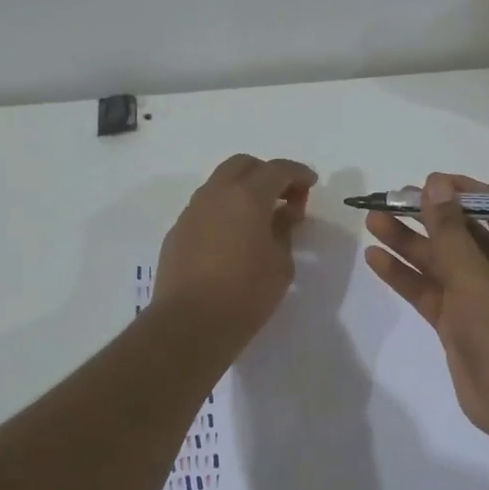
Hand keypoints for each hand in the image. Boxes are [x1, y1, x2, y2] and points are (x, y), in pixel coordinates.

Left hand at [154, 155, 316, 345]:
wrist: (190, 324)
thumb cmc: (246, 294)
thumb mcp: (280, 264)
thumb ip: (284, 230)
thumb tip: (284, 213)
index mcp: (247, 197)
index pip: (278, 169)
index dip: (298, 173)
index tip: (311, 184)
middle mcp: (216, 194)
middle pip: (243, 165)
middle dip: (267, 174)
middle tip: (285, 198)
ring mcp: (192, 211)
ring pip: (220, 183)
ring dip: (243, 190)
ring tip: (260, 217)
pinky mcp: (177, 232)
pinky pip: (205, 207)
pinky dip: (224, 210)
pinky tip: (233, 237)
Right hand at [364, 173, 488, 437]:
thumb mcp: (475, 276)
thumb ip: (450, 231)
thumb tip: (435, 184)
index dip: (461, 192)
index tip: (427, 182)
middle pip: (461, 234)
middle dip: (425, 217)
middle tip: (388, 200)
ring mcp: (479, 296)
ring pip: (440, 262)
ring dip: (408, 243)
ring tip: (371, 222)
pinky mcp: (458, 320)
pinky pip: (430, 290)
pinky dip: (405, 276)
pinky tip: (376, 259)